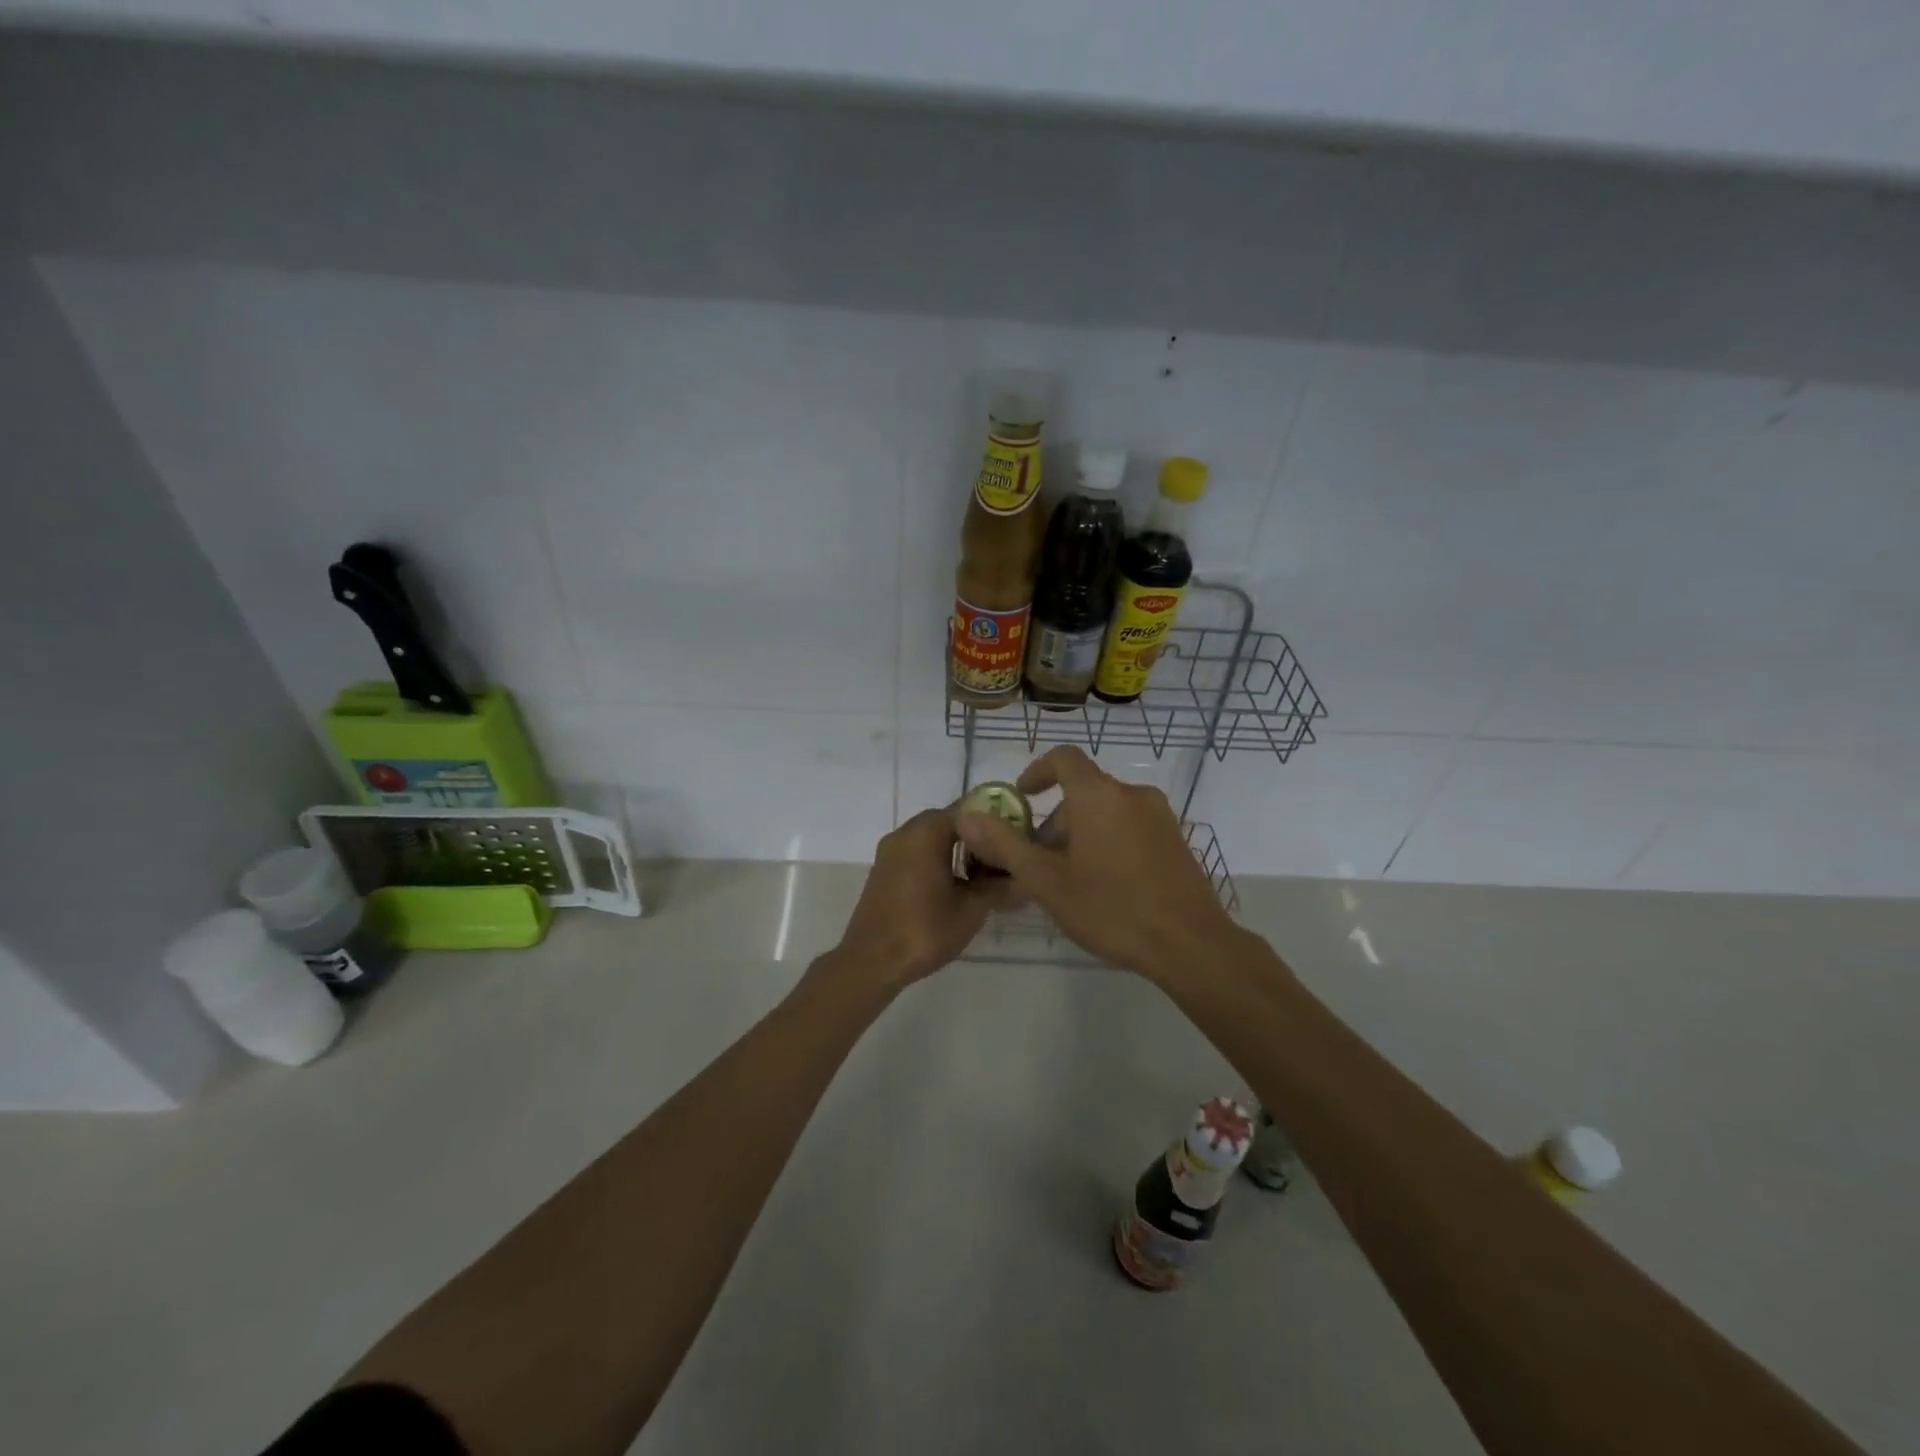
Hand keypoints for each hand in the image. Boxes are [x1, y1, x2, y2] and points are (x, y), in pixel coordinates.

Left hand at [832, 807, 1009, 988]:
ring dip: (957, 849)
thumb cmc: (924, 930)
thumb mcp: (971, 909)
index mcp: (926, 832)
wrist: (871, 962)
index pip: (969, 810)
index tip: (1015, 840)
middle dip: (978, 837)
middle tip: (1003, 859)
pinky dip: (938, 859)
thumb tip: (1021, 875)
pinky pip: (917, 852)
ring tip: (983, 875)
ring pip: (932, 837)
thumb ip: (998, 886)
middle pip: (950, 821)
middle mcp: (905, 832)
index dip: (996, 822)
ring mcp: (890, 850)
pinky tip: (955, 885)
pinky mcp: (884, 869)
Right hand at [954, 746, 1241, 978]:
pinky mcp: (1176, 840)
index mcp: (1099, 795)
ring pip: (1107, 812)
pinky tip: (1105, 886)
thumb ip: (1004, 844)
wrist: (1190, 944)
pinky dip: (1109, 841)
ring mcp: (1160, 817)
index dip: (1036, 772)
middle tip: (1039, 862)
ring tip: (1070, 880)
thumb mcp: (1046, 880)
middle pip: (1084, 792)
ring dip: (1081, 834)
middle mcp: (1132, 794)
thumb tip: (966, 815)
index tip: (1021, 799)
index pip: (1063, 758)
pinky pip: (1131, 827)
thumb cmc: (1110, 907)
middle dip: (1055, 820)